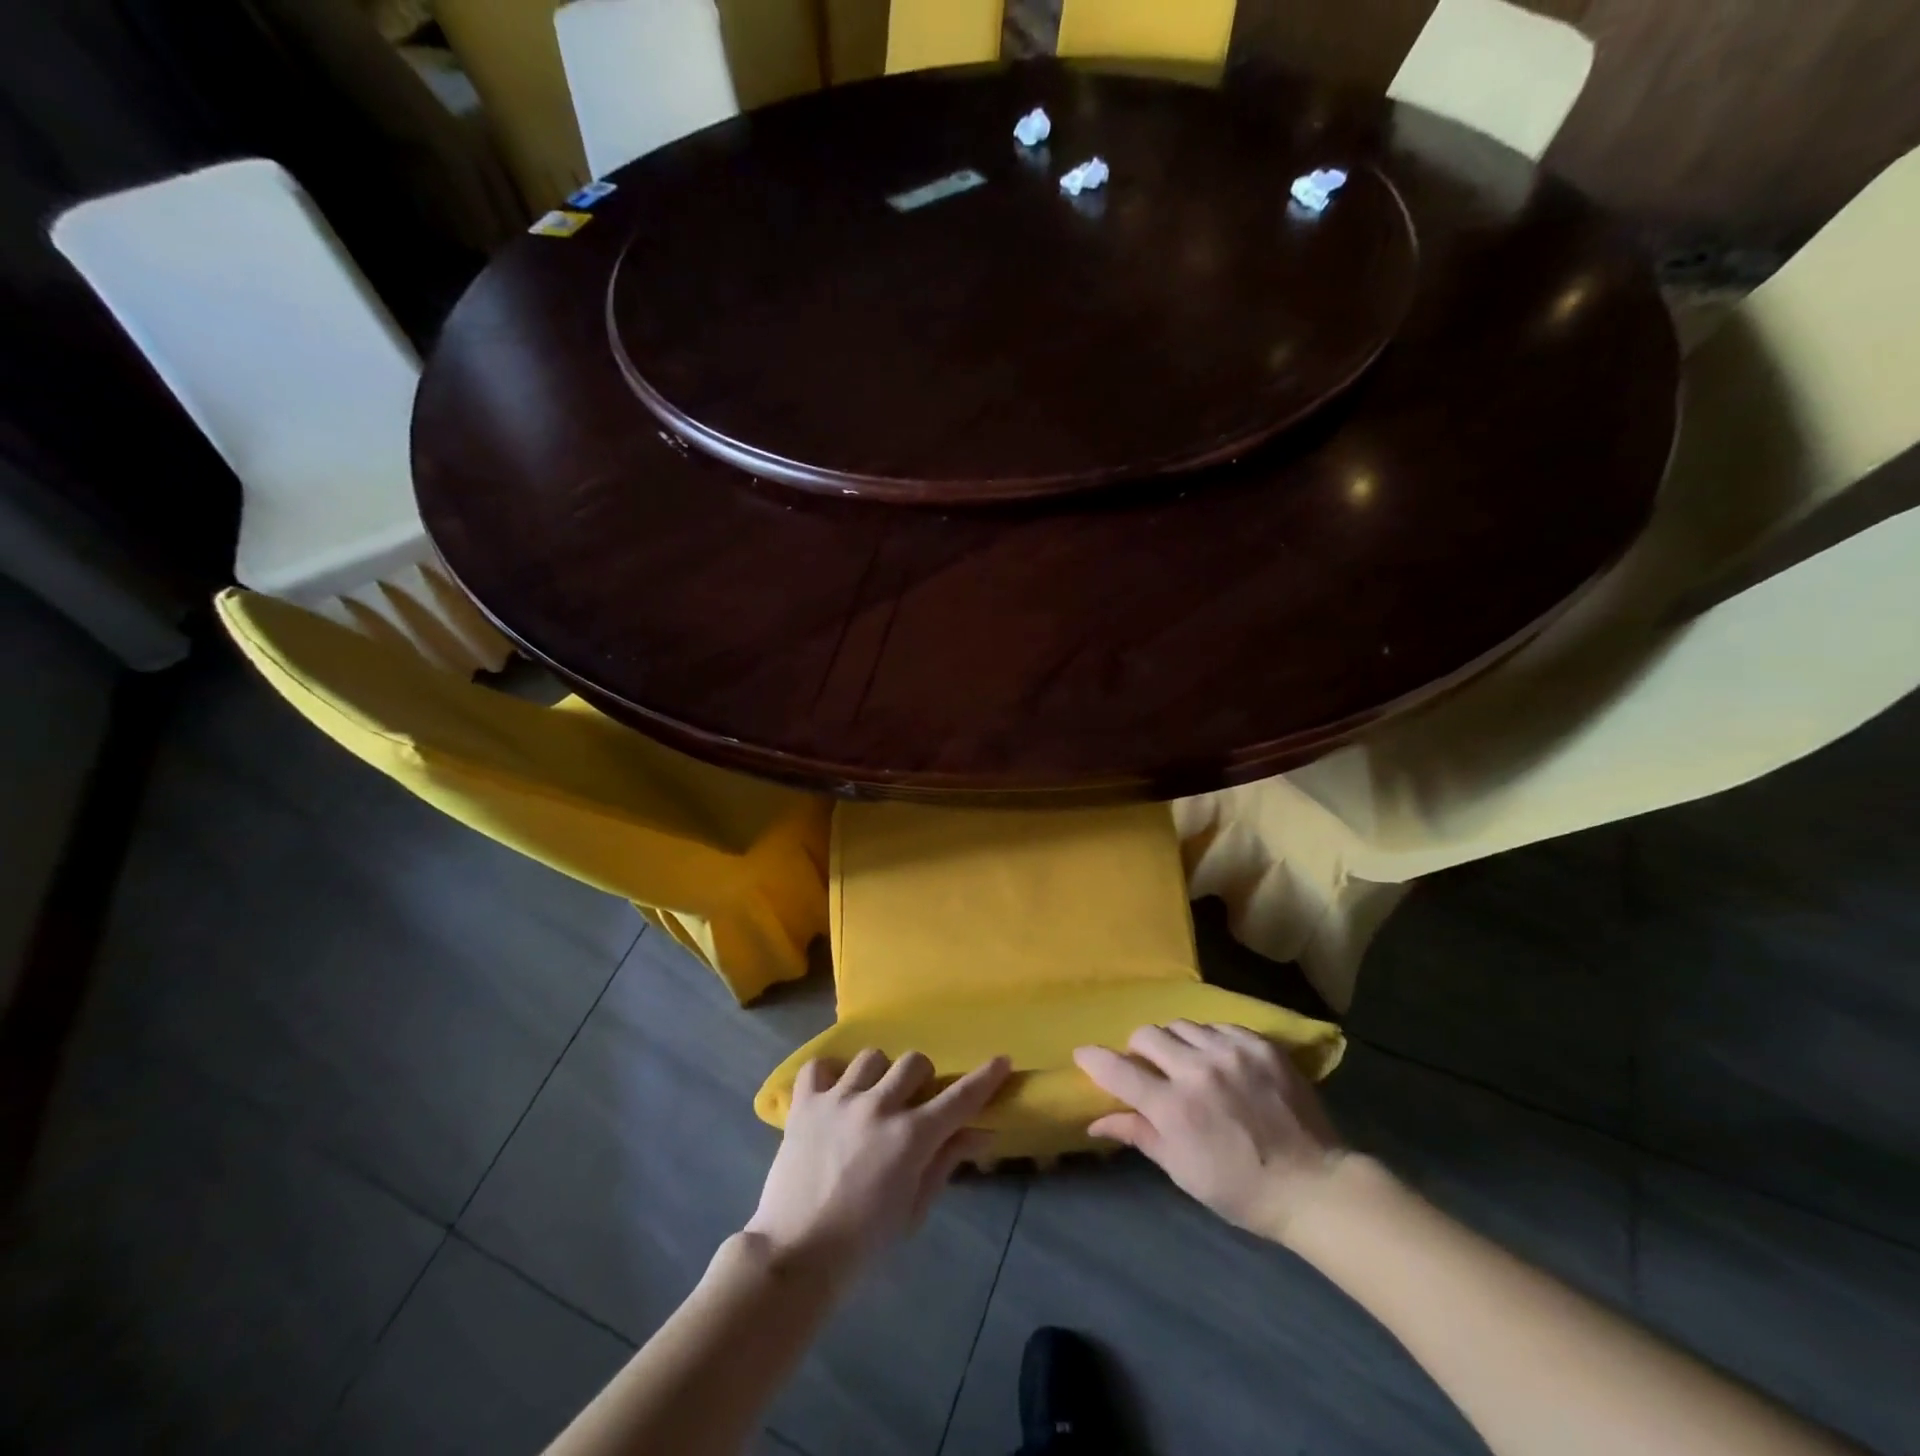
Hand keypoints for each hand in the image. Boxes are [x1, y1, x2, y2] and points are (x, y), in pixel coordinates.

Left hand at [745, 1051, 1010, 1278]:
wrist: (795, 1258)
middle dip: (922, 1080)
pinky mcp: (805, 1104)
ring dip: (879, 1076)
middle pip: (915, 1062)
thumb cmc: (863, 1244)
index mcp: (911, 1137)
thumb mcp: (914, 1209)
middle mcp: (878, 1107)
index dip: (984, 1078)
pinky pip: (820, 1066)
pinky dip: (829, 1075)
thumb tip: (981, 1133)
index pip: (959, 1098)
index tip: (1001, 1061)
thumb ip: (946, 1162)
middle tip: (913, 1105)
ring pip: (871, 1058)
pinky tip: (833, 1095)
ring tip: (870, 1101)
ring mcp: (839, 1100)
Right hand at [1074, 1022, 1346, 1244]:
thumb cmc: (1241, 1189)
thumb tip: (1095, 1120)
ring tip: (1186, 1062)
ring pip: (1182, 1025)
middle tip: (1149, 1069)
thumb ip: (1139, 1134)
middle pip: (1147, 1035)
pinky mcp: (1260, 1044)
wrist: (1314, 1185)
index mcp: (1174, 1107)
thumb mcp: (1182, 1171)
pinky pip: (1219, 1026)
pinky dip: (1210, 1040)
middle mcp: (1197, 1070)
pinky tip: (1219, 1061)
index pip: (1119, 1070)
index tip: (1083, 1054)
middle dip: (1139, 1049)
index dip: (1095, 1060)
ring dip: (1175, 1042)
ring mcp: (1231, 1052)